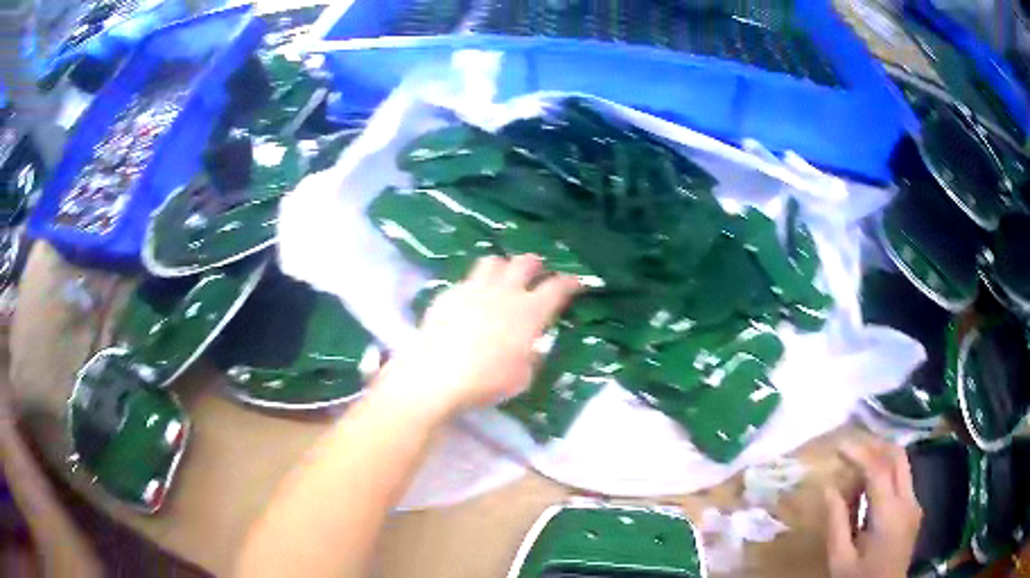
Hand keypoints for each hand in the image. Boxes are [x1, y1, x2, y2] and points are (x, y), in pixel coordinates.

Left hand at [378, 254, 580, 417]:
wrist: (437, 375)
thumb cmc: (487, 381)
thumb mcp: (522, 376)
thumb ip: (531, 355)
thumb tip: (531, 345)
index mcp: (529, 312)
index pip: (557, 287)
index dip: (570, 282)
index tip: (576, 283)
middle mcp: (504, 292)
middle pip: (525, 262)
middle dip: (536, 264)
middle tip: (537, 273)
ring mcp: (473, 289)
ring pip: (493, 261)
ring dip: (503, 267)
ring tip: (502, 279)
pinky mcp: (448, 294)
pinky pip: (466, 280)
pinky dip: (475, 286)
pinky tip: (470, 301)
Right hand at [825, 439, 921, 577]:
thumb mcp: (840, 561)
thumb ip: (837, 524)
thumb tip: (829, 488)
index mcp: (890, 515)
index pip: (879, 469)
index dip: (859, 453)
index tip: (838, 446)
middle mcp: (908, 502)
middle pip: (898, 457)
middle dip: (875, 445)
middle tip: (851, 446)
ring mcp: (914, 505)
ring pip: (903, 465)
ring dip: (881, 457)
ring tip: (857, 463)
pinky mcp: (913, 511)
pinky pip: (902, 481)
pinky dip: (886, 473)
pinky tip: (868, 486)